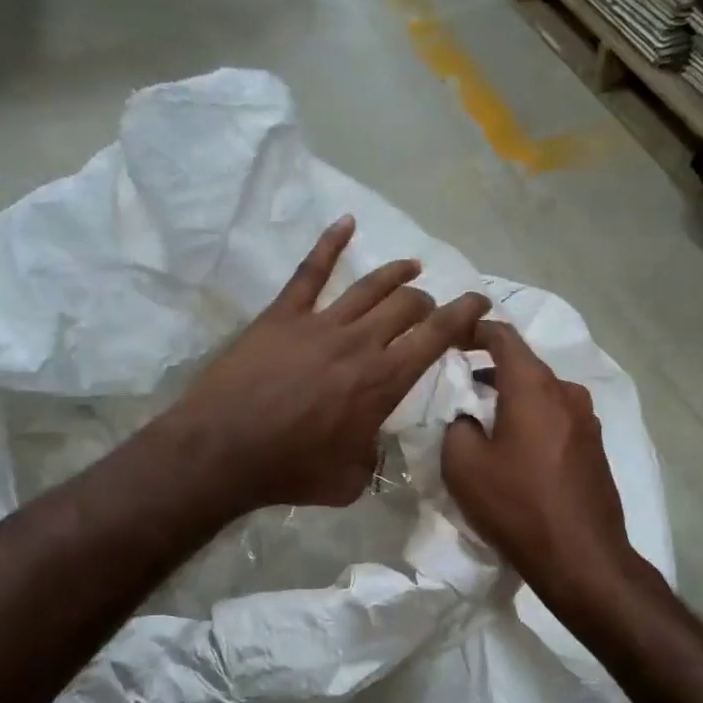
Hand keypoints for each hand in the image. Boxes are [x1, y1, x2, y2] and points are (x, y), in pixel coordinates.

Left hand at [167, 216, 490, 512]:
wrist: (223, 452)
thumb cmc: (290, 471)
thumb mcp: (350, 480)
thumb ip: (373, 458)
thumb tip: (375, 446)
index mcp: (384, 382)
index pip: (437, 336)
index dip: (464, 314)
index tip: (479, 302)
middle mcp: (361, 343)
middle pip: (407, 305)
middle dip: (427, 303)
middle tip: (429, 310)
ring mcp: (320, 324)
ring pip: (370, 286)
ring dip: (397, 273)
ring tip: (412, 266)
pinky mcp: (283, 315)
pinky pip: (311, 271)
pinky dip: (331, 243)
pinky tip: (346, 222)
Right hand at [442, 321, 637, 597]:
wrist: (581, 557)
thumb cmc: (517, 505)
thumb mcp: (464, 465)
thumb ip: (457, 426)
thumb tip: (469, 418)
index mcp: (534, 387)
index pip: (503, 336)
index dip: (475, 330)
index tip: (453, 337)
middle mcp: (566, 392)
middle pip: (524, 366)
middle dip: (491, 371)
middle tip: (460, 389)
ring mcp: (587, 420)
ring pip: (542, 393)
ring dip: (513, 398)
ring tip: (485, 422)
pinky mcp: (595, 446)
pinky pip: (556, 418)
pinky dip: (533, 420)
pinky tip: (516, 450)